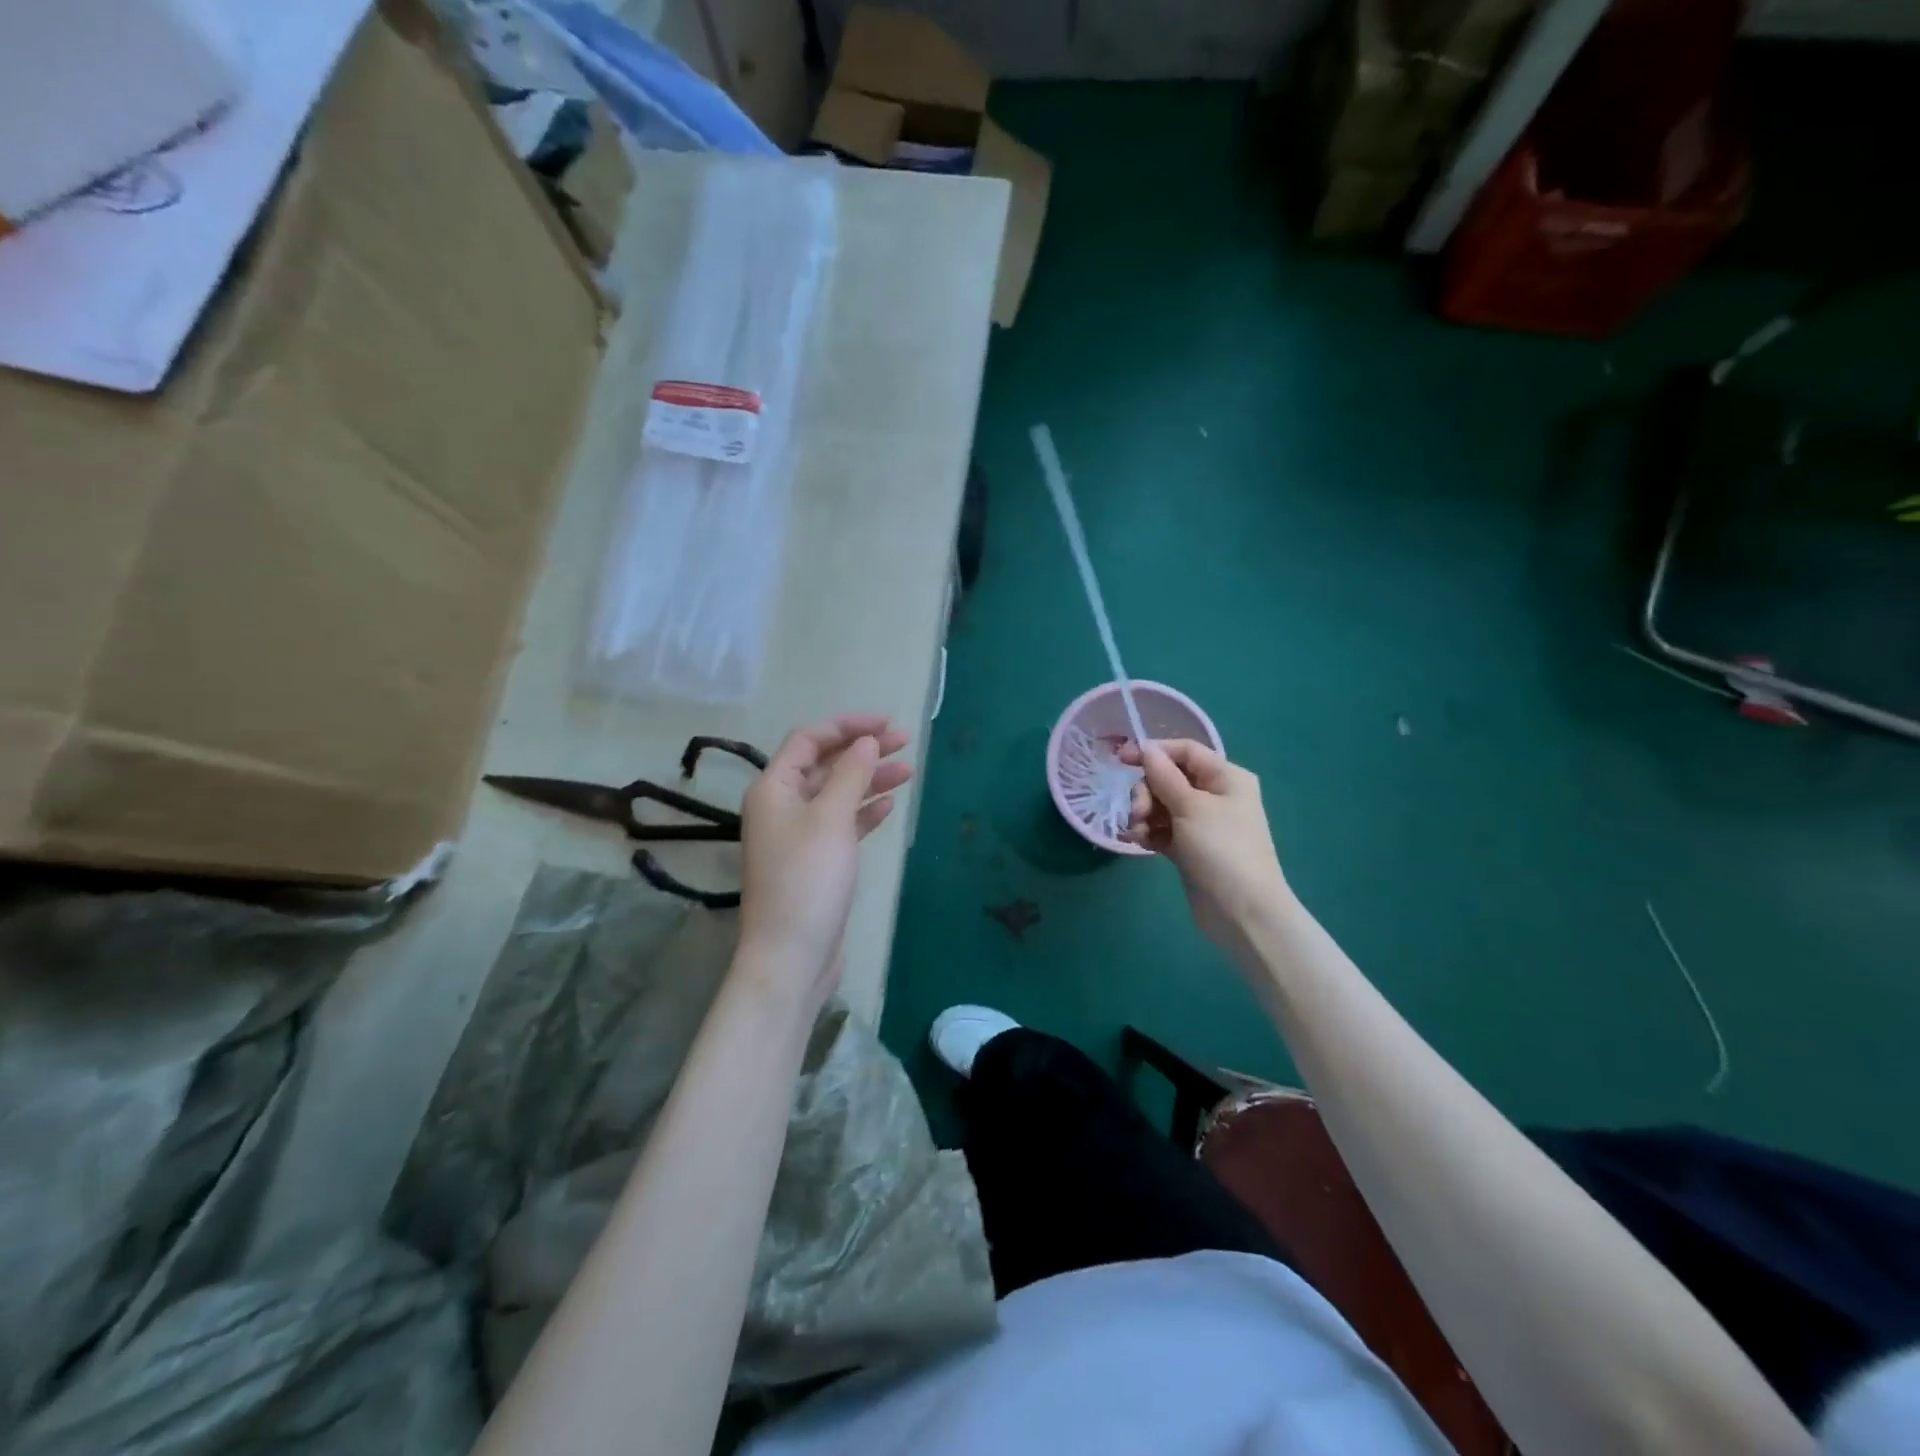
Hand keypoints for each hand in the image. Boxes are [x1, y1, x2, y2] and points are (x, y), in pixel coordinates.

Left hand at [736, 714, 911, 1010]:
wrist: (792, 953)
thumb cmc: (808, 878)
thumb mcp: (831, 818)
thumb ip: (851, 774)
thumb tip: (865, 741)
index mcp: (774, 788)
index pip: (809, 740)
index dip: (847, 726)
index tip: (886, 725)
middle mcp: (782, 806)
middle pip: (825, 764)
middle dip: (863, 750)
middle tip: (904, 742)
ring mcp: (799, 835)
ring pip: (838, 793)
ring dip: (870, 779)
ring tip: (908, 770)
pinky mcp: (817, 861)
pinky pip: (842, 823)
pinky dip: (864, 811)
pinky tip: (889, 804)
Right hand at [1121, 739, 1289, 949]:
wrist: (1242, 912)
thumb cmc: (1222, 850)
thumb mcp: (1191, 807)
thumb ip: (1164, 776)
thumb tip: (1147, 748)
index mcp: (1226, 777)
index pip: (1185, 751)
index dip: (1153, 751)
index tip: (1122, 760)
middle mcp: (1215, 795)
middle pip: (1168, 778)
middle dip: (1147, 792)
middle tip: (1137, 814)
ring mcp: (1202, 823)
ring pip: (1162, 804)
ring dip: (1144, 814)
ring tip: (1137, 833)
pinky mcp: (1190, 847)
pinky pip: (1163, 829)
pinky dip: (1149, 832)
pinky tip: (1140, 842)